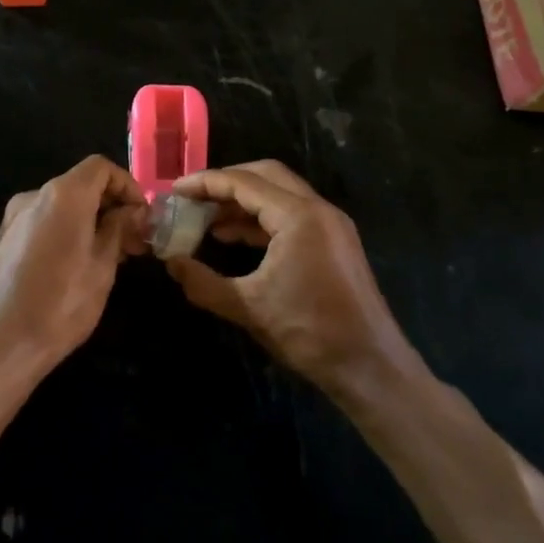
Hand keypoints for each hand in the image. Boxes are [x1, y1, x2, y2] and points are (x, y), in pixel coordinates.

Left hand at [0, 155, 147, 383]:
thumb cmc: (59, 305)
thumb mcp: (102, 268)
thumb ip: (118, 230)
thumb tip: (131, 211)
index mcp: (63, 195)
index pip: (100, 167)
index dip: (127, 186)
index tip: (141, 217)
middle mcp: (34, 196)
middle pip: (80, 184)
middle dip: (110, 206)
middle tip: (133, 242)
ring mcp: (13, 217)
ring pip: (61, 206)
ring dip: (89, 221)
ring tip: (110, 258)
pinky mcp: (2, 239)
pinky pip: (42, 223)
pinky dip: (65, 231)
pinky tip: (76, 266)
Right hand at [166, 161, 423, 398]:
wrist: (371, 367)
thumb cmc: (310, 333)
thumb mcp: (249, 308)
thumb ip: (204, 282)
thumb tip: (171, 264)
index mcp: (299, 217)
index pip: (244, 183)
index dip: (205, 183)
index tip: (175, 189)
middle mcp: (318, 210)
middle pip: (265, 175)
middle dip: (226, 182)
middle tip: (193, 196)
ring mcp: (330, 225)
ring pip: (279, 194)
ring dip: (243, 201)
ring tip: (206, 218)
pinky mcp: (334, 242)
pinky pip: (291, 215)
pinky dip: (261, 219)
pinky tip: (234, 237)